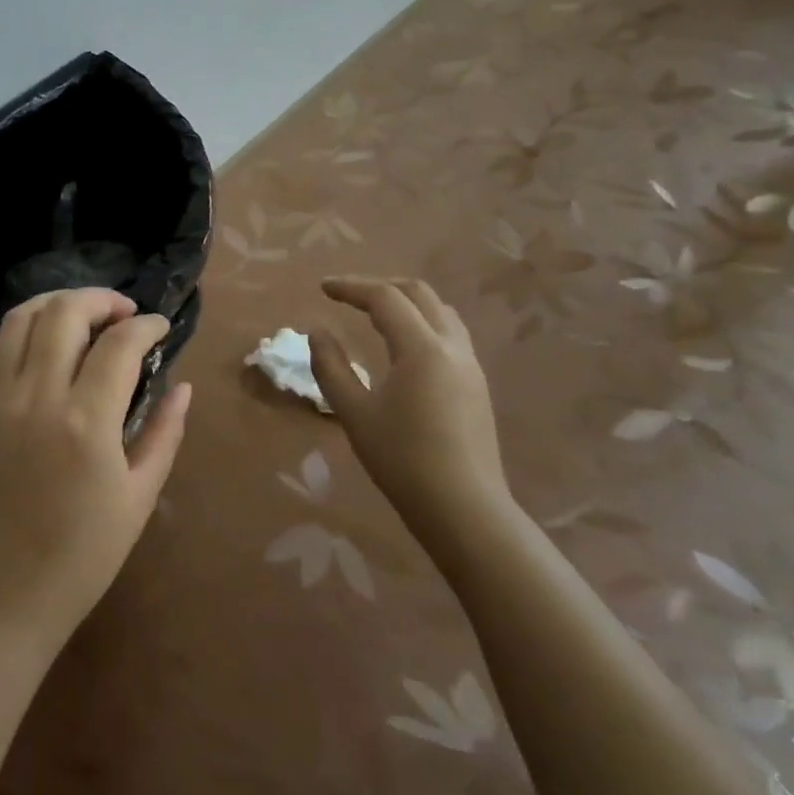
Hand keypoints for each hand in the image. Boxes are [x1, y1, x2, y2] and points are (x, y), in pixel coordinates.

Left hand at [0, 288, 191, 646]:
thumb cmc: (84, 554)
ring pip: (21, 318)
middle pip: (64, 313)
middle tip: (124, 314)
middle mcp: (36, 396)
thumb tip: (183, 387)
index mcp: (86, 421)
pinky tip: (37, 343)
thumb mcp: (140, 496)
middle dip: (101, 299)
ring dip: (56, 304)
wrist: (5, 592)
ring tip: (83, 317)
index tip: (161, 328)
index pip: (120, 343)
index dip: (146, 325)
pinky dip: (15, 331)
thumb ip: (164, 432)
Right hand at [309, 278, 514, 560]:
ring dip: (405, 302)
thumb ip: (331, 367)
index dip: (351, 287)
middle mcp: (452, 347)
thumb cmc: (402, 460)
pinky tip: (403, 345)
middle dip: (380, 286)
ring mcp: (470, 365)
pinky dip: (422, 322)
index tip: (322, 287)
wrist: (464, 508)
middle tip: (347, 295)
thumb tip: (317, 332)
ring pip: (440, 312)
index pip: (384, 298)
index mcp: (421, 349)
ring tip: (375, 313)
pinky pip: (449, 333)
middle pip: (419, 294)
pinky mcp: (476, 384)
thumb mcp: (354, 413)